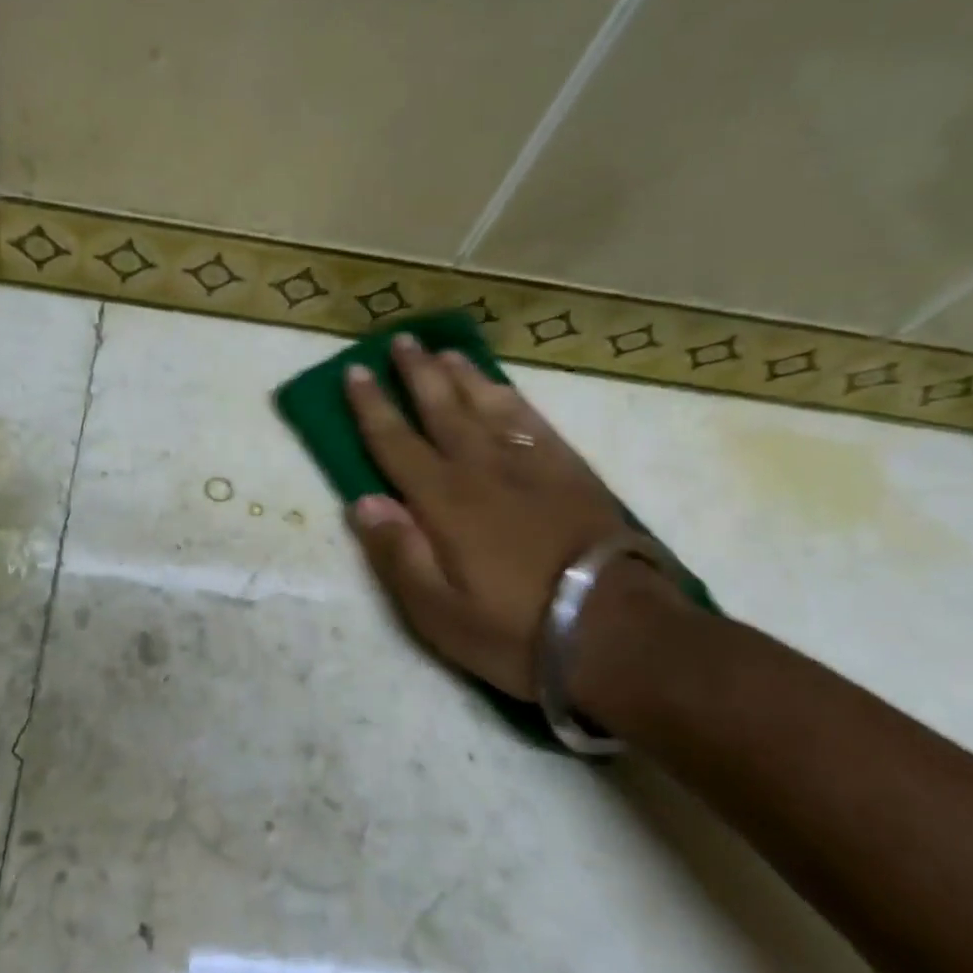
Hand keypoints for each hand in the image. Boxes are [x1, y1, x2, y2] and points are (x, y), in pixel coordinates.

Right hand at [344, 334, 669, 700]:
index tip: (354, 372)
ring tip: (446, 352)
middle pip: (443, 409)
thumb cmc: (515, 629)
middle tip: (401, 340)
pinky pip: (535, 421)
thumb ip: (398, 553)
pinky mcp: (572, 473)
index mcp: (444, 501)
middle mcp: (483, 469)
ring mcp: (532, 466)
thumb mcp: (437, 611)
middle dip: (417, 374)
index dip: (371, 406)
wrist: (617, 632)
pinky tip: (503, 390)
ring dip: (463, 376)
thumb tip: (363, 502)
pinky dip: (513, 399)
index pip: (396, 442)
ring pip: (489, 405)